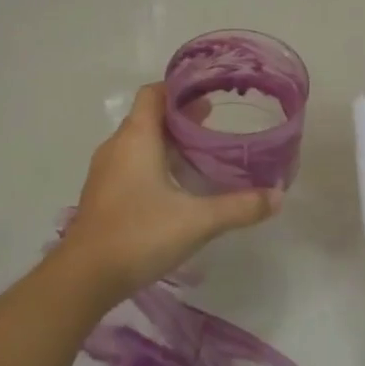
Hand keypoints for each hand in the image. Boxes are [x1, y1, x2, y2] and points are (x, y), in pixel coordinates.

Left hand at [59, 83, 281, 301]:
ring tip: (202, 154)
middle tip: (216, 123)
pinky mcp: (104, 196)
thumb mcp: (198, 221)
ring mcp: (106, 173)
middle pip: (149, 118)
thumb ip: (240, 207)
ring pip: (140, 144)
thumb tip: (278, 196)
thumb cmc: (140, 234)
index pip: (154, 94)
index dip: (180, 89)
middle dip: (181, 118)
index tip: (209, 92)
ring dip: (168, 143)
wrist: (86, 277)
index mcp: (136, 138)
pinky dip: (155, 165)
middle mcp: (117, 147)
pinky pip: (132, 166)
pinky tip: (178, 187)